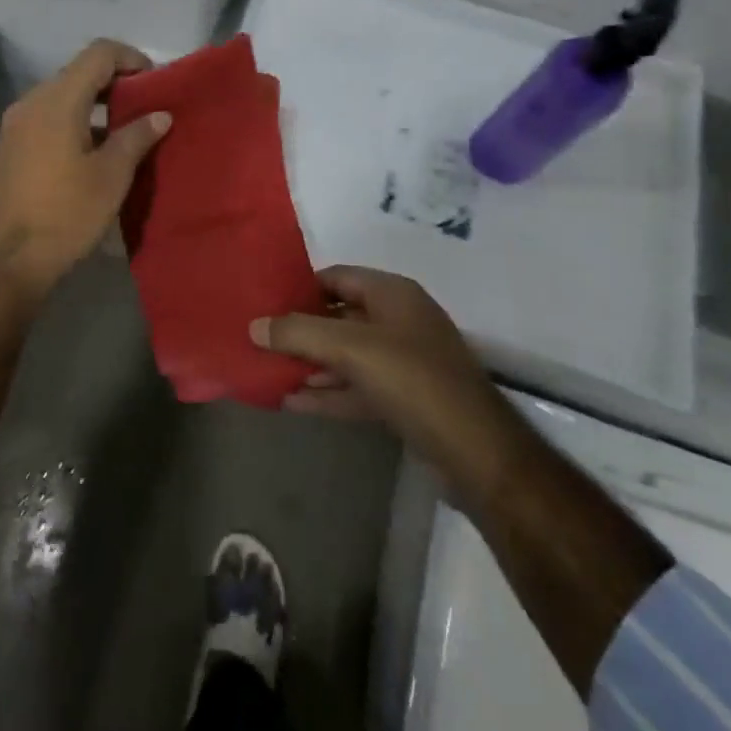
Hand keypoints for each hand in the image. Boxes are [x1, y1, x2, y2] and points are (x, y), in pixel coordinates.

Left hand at [0, 39, 170, 294]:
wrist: (2, 262)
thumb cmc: (63, 215)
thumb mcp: (110, 177)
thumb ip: (136, 137)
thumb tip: (160, 114)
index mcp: (57, 100)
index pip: (98, 53)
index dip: (131, 58)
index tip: (155, 81)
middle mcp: (32, 102)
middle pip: (79, 72)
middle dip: (115, 83)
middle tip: (147, 106)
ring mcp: (16, 125)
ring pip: (62, 96)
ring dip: (95, 105)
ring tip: (127, 131)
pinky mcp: (10, 147)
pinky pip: (48, 118)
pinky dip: (76, 121)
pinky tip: (95, 151)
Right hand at [251, 266, 504, 473]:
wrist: (477, 454)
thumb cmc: (414, 381)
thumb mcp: (351, 349)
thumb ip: (299, 334)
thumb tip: (253, 326)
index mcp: (393, 294)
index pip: (337, 277)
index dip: (300, 288)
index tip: (264, 302)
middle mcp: (399, 322)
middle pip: (338, 317)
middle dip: (301, 330)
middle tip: (259, 339)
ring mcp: (403, 363)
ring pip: (346, 356)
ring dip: (310, 364)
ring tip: (267, 371)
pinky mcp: (404, 400)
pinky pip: (356, 387)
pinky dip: (328, 393)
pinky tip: (292, 402)